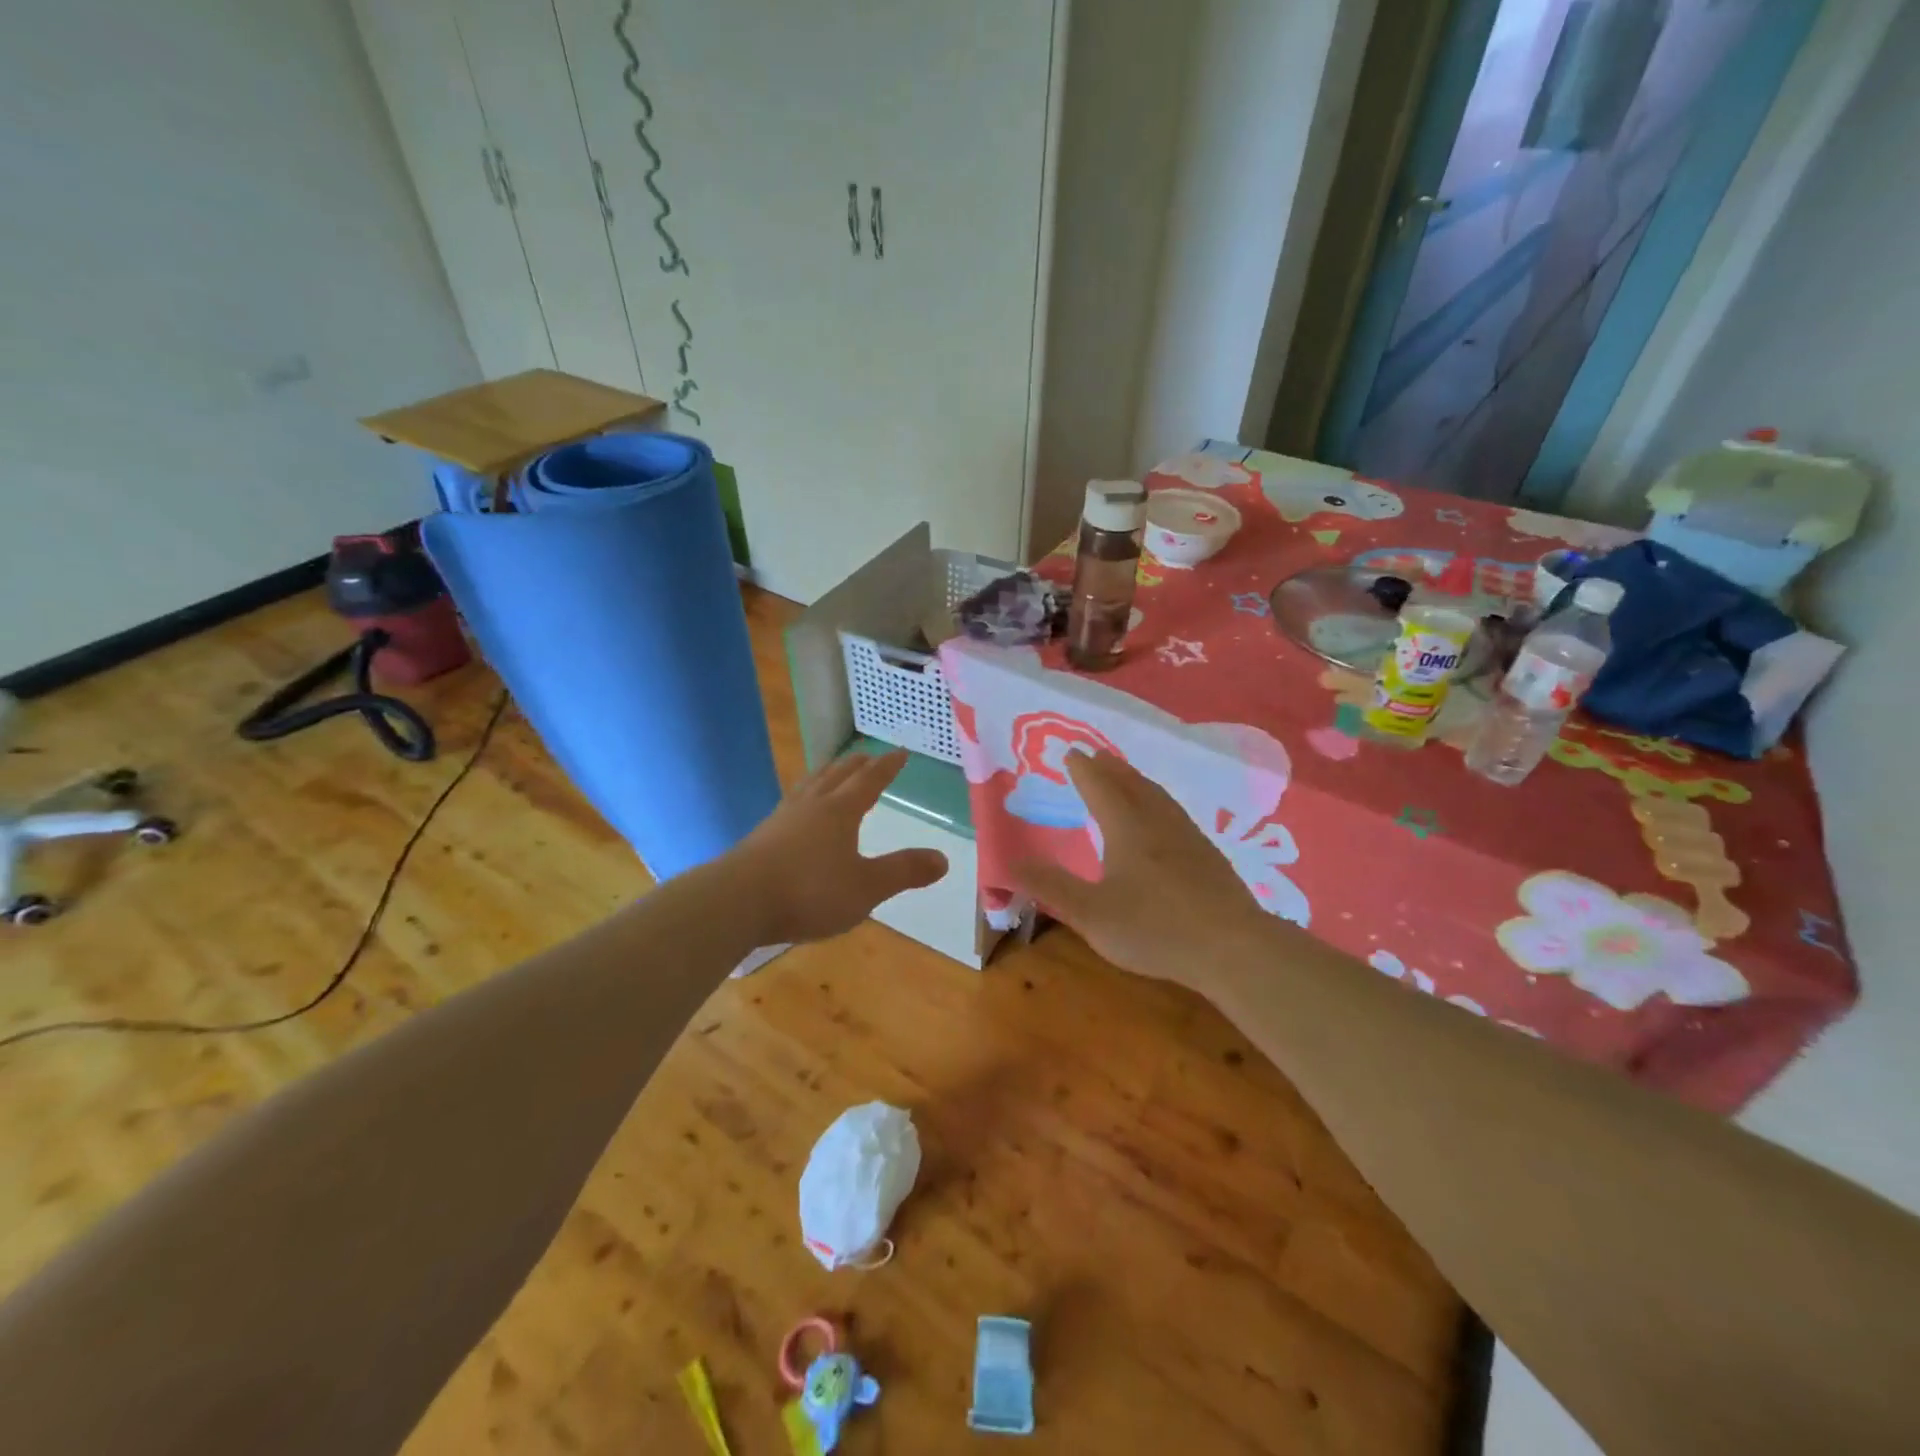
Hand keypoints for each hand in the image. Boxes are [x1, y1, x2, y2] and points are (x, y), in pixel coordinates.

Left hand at [729, 748, 947, 944]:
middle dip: (856, 766)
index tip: (900, 752)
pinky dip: (804, 798)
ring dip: (826, 775)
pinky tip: (797, 811)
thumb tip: (944, 858)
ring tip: (832, 773)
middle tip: (868, 756)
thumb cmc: (809, 891)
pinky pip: (791, 804)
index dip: (887, 767)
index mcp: (840, 811)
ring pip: (810, 786)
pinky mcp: (762, 837)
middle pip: (837, 776)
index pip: (869, 780)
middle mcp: (811, 805)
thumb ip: (904, 871)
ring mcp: (782, 819)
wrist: (737, 902)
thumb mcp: (866, 887)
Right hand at [1010, 752, 1273, 993]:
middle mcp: (1158, 823)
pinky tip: (1165, 819)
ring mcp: (1188, 837)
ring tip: (1127, 776)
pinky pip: (1175, 813)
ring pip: (1158, 797)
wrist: (1233, 947)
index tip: (1071, 752)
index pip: (1100, 788)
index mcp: (1127, 829)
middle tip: (1096, 755)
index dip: (1083, 770)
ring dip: (1137, 780)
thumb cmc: (1155, 929)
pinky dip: (1159, 802)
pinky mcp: (1209, 856)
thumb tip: (1009, 864)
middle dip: (1111, 768)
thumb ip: (1050, 887)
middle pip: (1132, 784)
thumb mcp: (1090, 913)